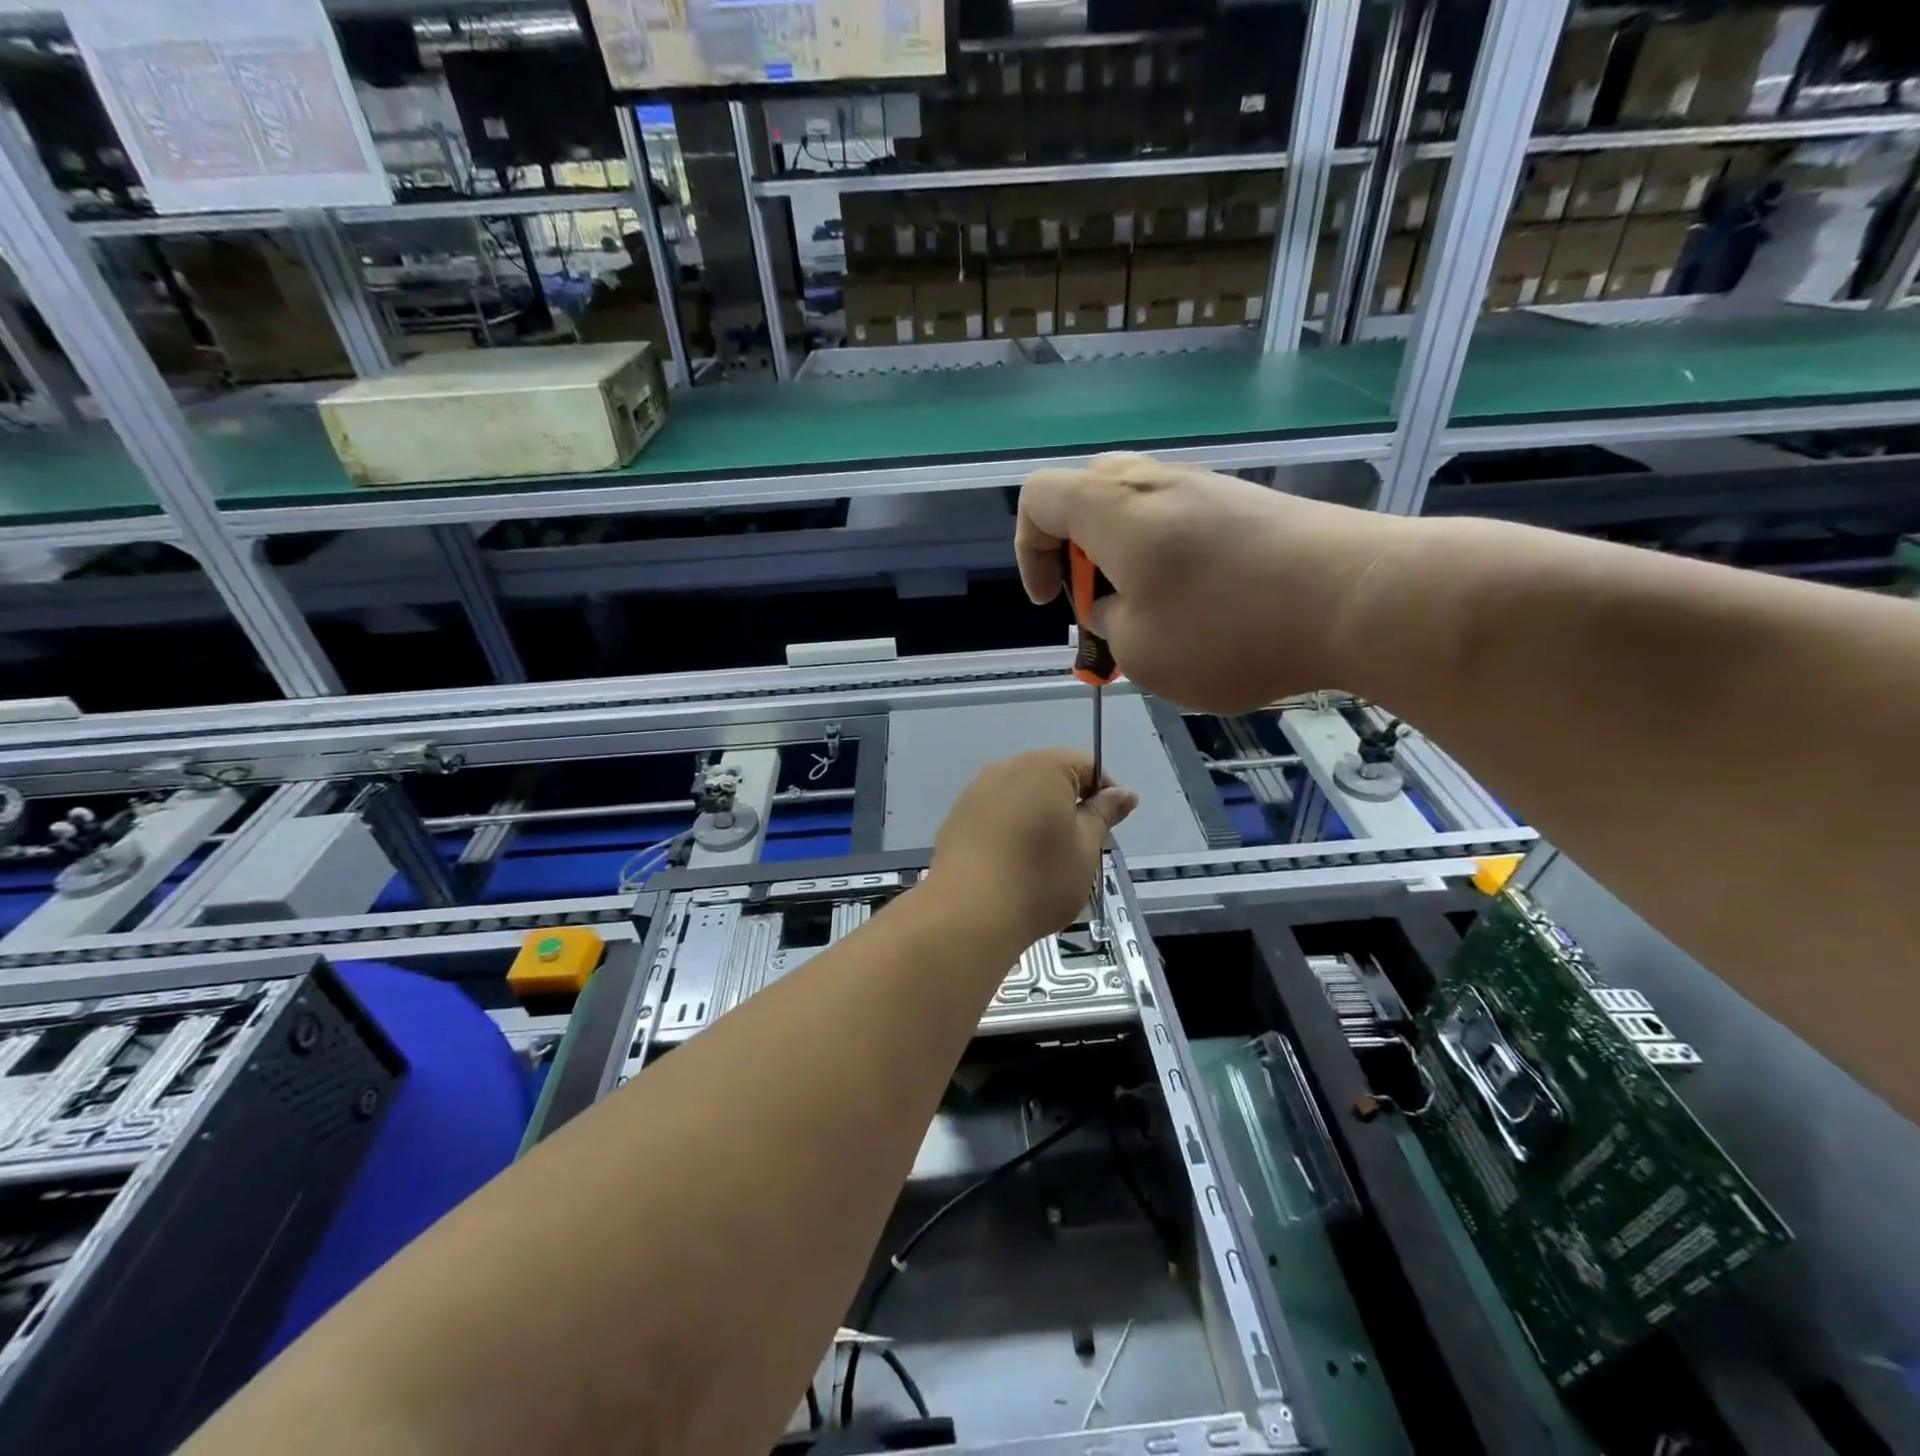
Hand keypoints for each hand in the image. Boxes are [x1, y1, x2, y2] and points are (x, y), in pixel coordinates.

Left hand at [929, 750, 1136, 948]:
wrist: (967, 913)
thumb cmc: (1039, 879)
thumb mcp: (1085, 848)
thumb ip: (1103, 814)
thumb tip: (1124, 793)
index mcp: (1043, 768)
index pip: (1086, 765)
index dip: (1105, 792)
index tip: (1112, 825)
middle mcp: (1005, 769)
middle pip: (1050, 776)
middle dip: (1070, 804)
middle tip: (1082, 845)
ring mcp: (975, 792)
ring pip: (1020, 795)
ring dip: (1039, 817)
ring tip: (1046, 858)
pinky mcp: (956, 818)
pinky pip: (995, 813)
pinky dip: (1011, 829)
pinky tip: (1013, 863)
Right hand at [1016, 453, 1409, 712]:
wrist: (1359, 597)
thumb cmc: (1229, 628)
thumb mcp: (1140, 652)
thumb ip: (1107, 624)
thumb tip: (1116, 605)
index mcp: (1112, 509)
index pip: (1038, 498)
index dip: (1028, 550)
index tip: (1052, 601)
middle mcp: (1156, 481)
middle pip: (1086, 493)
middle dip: (1078, 551)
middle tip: (1101, 602)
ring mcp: (1209, 486)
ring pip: (1139, 509)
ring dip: (1127, 559)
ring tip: (1154, 617)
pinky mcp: (1250, 504)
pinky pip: (1184, 520)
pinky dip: (1171, 558)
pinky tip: (1205, 608)